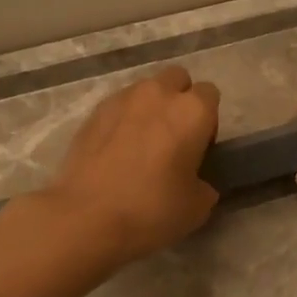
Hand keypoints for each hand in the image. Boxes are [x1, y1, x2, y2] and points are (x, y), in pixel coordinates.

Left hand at [45, 66, 221, 263]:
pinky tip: (117, 150)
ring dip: (151, 107)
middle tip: (174, 137)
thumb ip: (204, 184)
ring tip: (142, 143)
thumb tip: (196, 181)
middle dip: (180, 100)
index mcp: (191, 111)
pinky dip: (124, 120)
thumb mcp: (197, 207)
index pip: (210, 94)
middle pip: (178, 79)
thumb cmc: (150, 209)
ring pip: (146, 89)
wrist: (86, 217)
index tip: (200, 147)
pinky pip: (119, 106)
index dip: (208, 120)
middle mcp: (158, 94)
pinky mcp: (94, 112)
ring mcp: (122, 99)